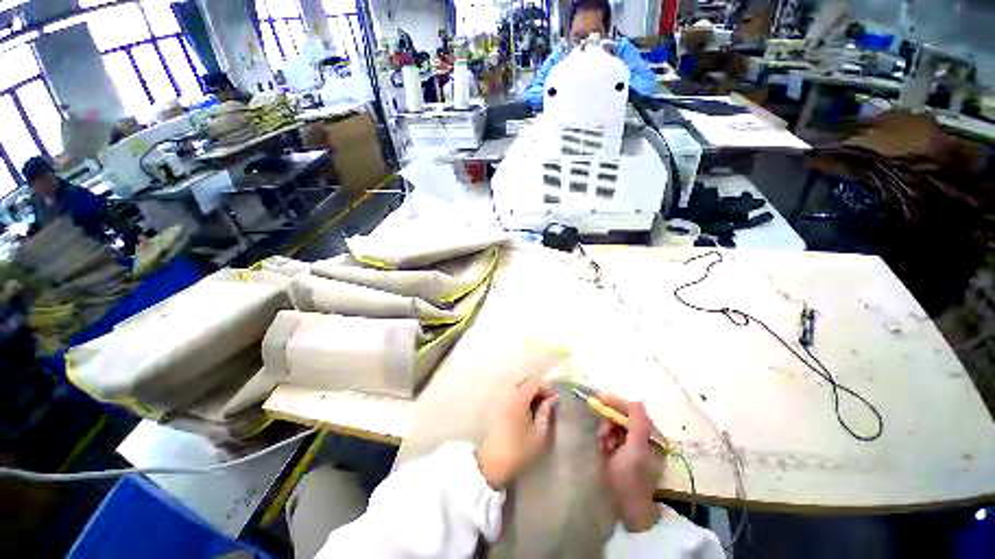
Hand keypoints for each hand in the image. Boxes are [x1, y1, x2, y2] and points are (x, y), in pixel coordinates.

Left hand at [476, 378, 557, 488]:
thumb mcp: (539, 433)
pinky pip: (510, 393)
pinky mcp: (495, 406)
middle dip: (537, 388)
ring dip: (528, 391)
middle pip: (524, 381)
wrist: (493, 463)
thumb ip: (546, 412)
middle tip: (547, 401)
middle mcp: (507, 393)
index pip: (535, 383)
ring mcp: (499, 399)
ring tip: (537, 406)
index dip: (547, 388)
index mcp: (518, 397)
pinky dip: (519, 396)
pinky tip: (526, 410)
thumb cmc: (520, 450)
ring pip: (517, 386)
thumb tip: (551, 400)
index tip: (555, 400)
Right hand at [597, 394, 663, 531]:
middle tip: (603, 431)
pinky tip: (603, 448)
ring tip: (604, 444)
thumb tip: (638, 400)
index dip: (618, 403)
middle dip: (611, 421)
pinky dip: (605, 438)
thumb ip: (639, 424)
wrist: (623, 509)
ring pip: (615, 426)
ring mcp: (631, 447)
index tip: (600, 397)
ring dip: (606, 431)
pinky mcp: (619, 453)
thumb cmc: (631, 478)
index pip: (635, 412)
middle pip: (623, 418)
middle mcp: (643, 440)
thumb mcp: (636, 450)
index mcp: (652, 439)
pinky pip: (610, 436)